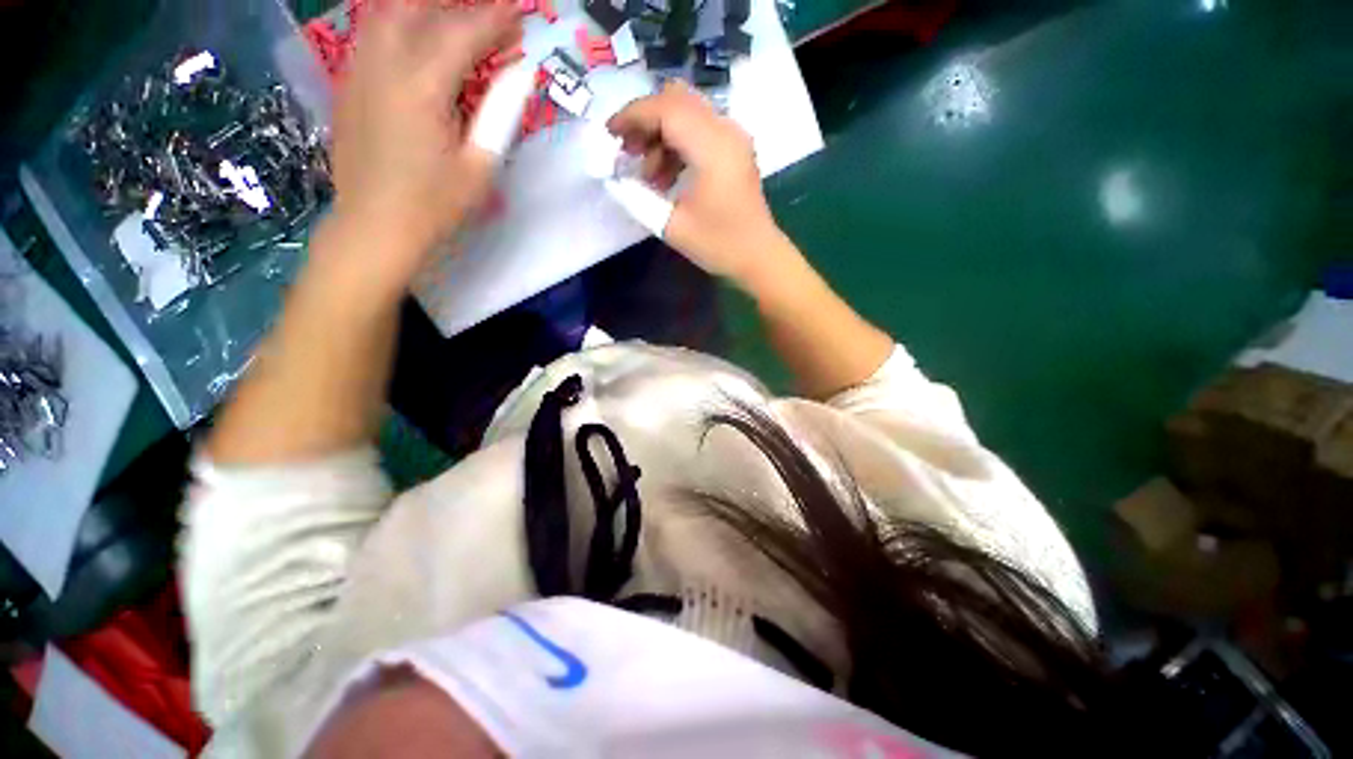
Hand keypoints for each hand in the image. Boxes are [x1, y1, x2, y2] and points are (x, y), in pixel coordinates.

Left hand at [329, 1, 521, 275]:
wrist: (374, 226)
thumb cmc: (434, 205)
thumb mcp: (480, 166)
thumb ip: (501, 112)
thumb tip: (524, 71)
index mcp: (421, 86)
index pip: (462, 31)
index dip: (495, 17)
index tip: (521, 10)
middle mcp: (383, 63)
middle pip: (417, 6)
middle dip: (458, 4)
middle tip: (490, 15)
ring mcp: (358, 68)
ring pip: (387, 11)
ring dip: (424, 8)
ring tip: (455, 19)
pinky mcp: (348, 81)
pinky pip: (372, 31)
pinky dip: (400, 22)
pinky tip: (420, 37)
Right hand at [607, 82, 785, 287]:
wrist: (759, 257)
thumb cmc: (719, 245)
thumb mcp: (672, 227)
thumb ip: (638, 199)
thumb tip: (615, 178)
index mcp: (712, 147)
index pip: (666, 109)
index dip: (633, 116)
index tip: (610, 135)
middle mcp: (726, 130)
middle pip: (677, 100)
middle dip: (645, 120)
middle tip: (628, 152)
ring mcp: (734, 137)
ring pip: (688, 113)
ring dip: (661, 134)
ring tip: (648, 175)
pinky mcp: (735, 149)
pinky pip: (700, 129)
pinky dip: (677, 143)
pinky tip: (668, 175)